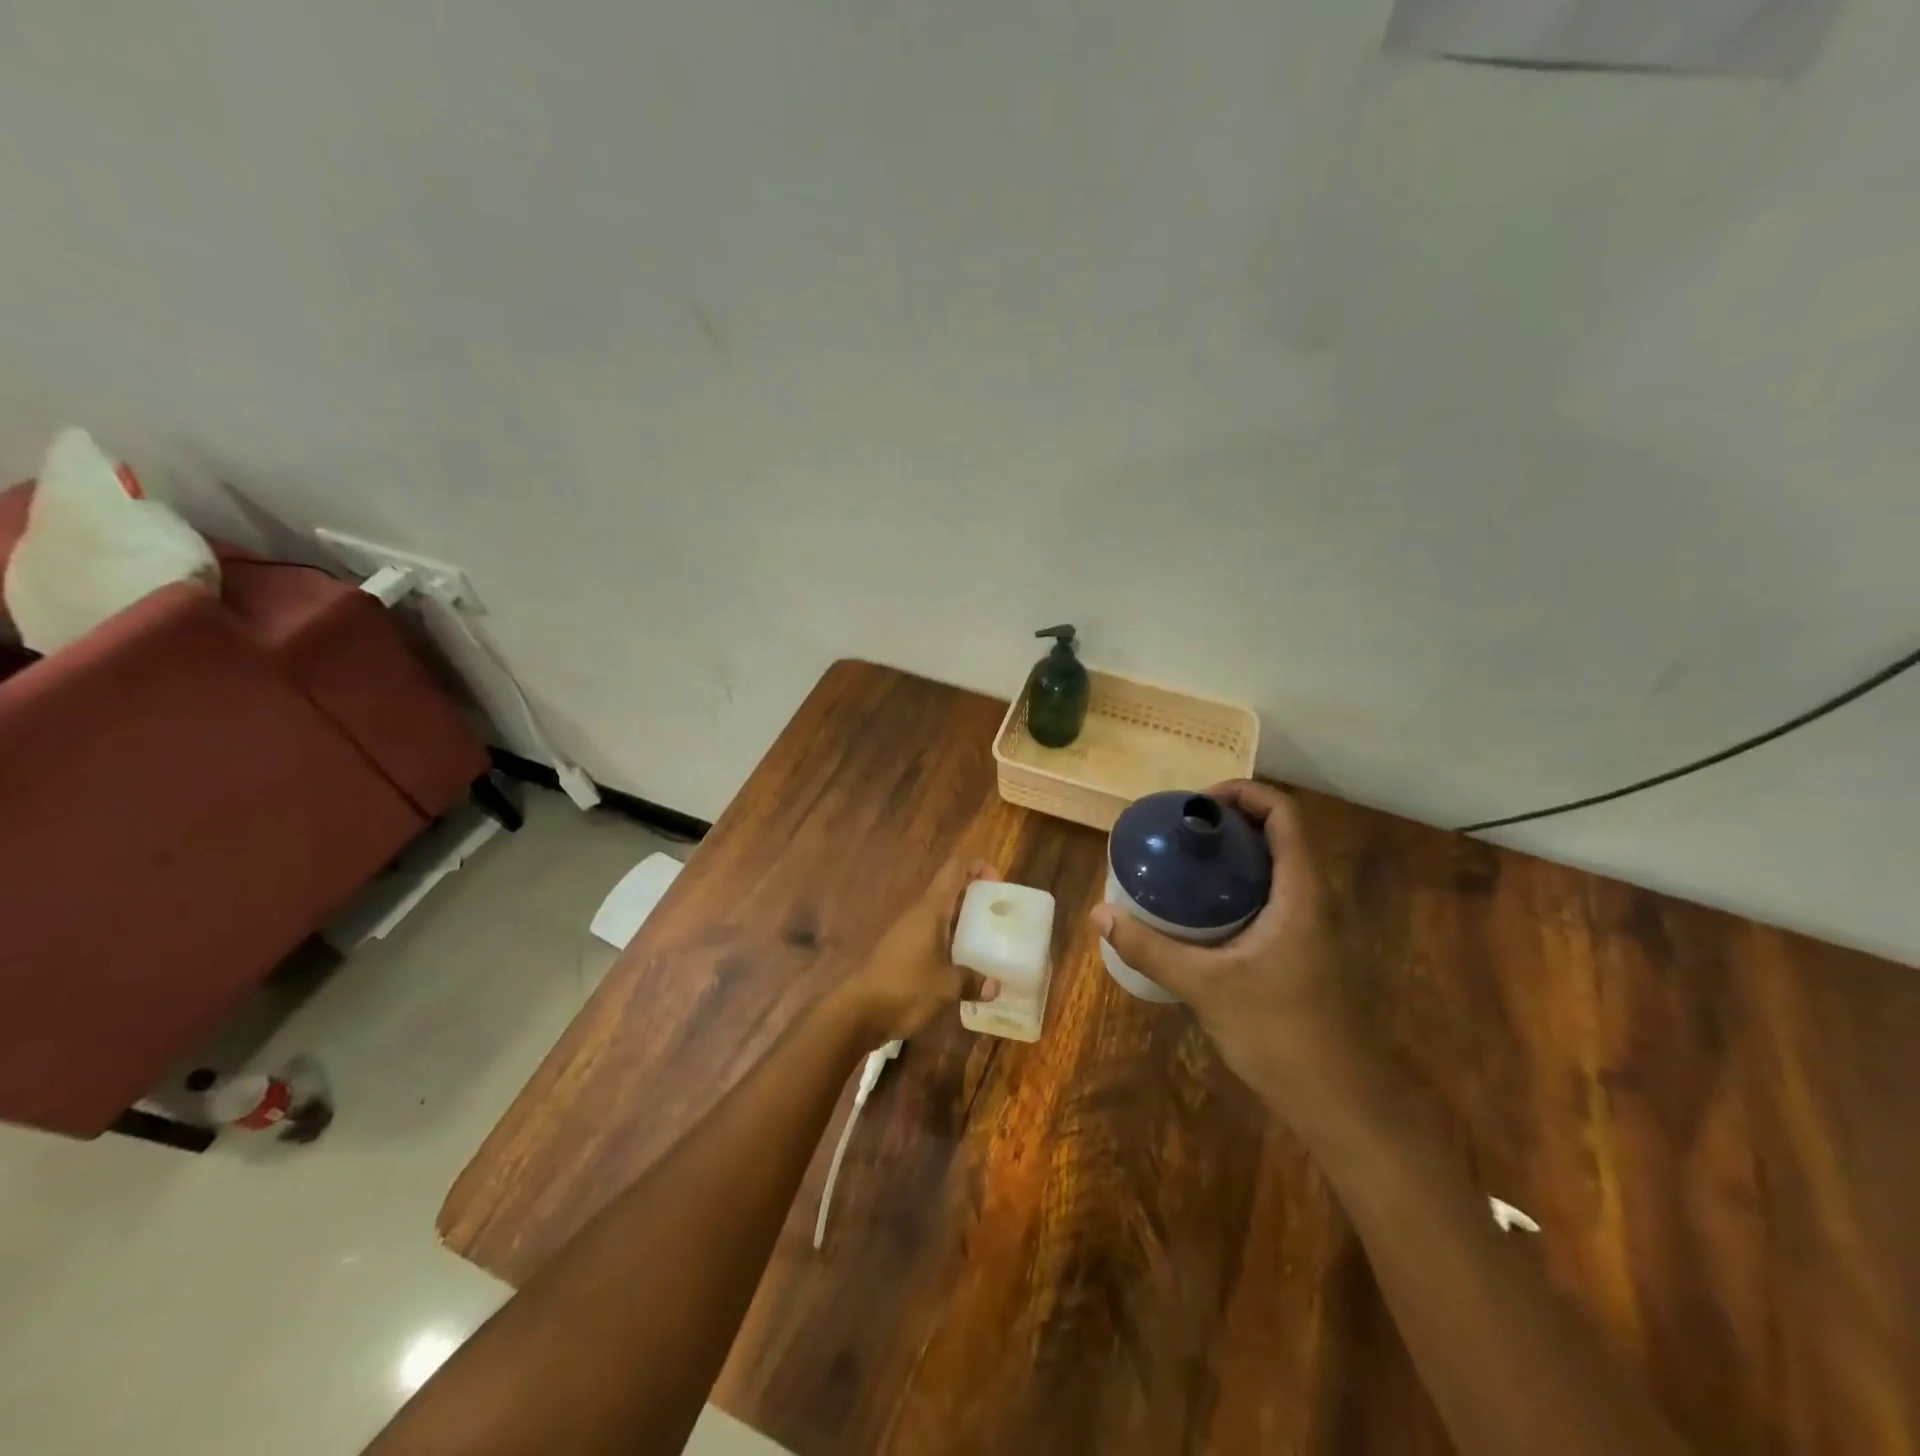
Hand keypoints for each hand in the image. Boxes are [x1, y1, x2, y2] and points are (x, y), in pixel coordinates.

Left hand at [842, 857, 1001, 1041]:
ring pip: (943, 917)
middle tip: (1003, 915)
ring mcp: (910, 933)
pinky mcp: (904, 953)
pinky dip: (953, 943)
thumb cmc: (905, 988)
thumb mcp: (947, 986)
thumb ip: (973, 981)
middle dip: (977, 898)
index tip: (999, 883)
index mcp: (931, 909)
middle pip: (951, 892)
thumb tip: (996, 986)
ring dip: (966, 923)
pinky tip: (968, 965)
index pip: (954, 869)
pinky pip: (935, 937)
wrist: (859, 1012)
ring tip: (992, 940)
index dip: (977, 866)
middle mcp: (920, 914)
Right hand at [1089, 781, 1360, 1095]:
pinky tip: (1206, 911)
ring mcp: (1316, 926)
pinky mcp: (1308, 950)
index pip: (1284, 814)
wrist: (1342, 1102)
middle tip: (1182, 829)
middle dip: (1233, 820)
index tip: (1196, 804)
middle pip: (1281, 834)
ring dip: (1239, 853)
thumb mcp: (1205, 986)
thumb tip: (1099, 913)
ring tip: (1187, 860)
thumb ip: (1150, 948)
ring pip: (1279, 866)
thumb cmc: (1281, 1033)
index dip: (1244, 793)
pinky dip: (1242, 885)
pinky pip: (1276, 896)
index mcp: (1302, 892)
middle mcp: (1316, 898)